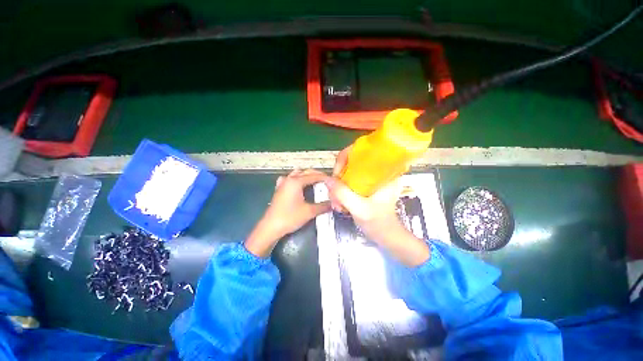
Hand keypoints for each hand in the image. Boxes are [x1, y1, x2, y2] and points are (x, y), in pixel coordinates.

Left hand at [245, 169, 330, 257]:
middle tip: (327, 181)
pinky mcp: (279, 188)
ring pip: (298, 173)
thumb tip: (333, 204)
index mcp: (296, 181)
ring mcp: (283, 183)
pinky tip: (300, 184)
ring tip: (316, 181)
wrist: (270, 227)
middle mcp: (289, 179)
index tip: (333, 181)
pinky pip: (290, 178)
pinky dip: (297, 178)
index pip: (314, 176)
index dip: (325, 178)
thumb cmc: (289, 218)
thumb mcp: (309, 212)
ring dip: (307, 175)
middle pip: (306, 172)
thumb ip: (323, 206)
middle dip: (317, 174)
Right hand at [330, 146, 400, 236]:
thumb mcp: (360, 209)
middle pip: (351, 162)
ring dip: (338, 186)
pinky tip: (339, 203)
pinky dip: (340, 191)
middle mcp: (377, 171)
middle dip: (339, 177)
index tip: (338, 173)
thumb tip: (327, 180)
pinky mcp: (364, 185)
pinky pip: (347, 181)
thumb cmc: (379, 223)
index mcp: (384, 171)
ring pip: (347, 173)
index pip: (363, 151)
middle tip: (334, 192)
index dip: (346, 157)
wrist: (385, 235)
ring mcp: (370, 178)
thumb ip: (343, 194)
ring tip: (336, 203)